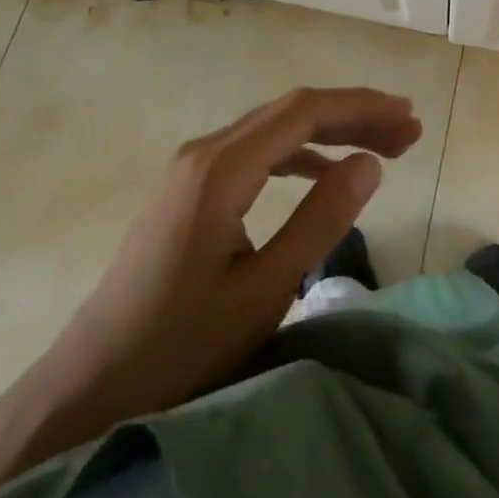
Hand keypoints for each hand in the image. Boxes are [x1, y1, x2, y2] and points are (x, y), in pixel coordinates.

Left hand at [0, 87, 422, 460]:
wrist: (90, 388)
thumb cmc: (179, 348)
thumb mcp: (263, 291)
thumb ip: (320, 221)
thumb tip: (371, 163)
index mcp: (221, 168)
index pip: (305, 112)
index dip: (362, 109)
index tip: (408, 121)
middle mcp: (205, 152)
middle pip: (291, 112)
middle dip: (353, 115)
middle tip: (407, 131)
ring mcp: (192, 169)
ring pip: (274, 129)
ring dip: (329, 131)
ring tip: (380, 146)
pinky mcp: (189, 191)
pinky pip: (255, 152)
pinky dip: (298, 153)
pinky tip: (321, 169)